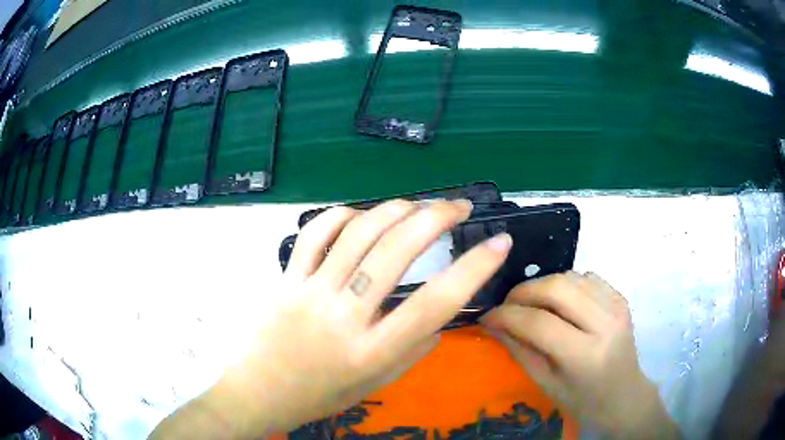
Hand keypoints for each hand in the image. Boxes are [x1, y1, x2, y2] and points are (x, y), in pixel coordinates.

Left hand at [165, 199, 511, 437]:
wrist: (257, 391)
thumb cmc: (318, 395)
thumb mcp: (374, 384)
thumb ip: (412, 351)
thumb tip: (440, 318)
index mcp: (371, 352)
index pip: (435, 305)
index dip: (475, 269)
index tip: (499, 243)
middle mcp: (343, 317)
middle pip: (394, 253)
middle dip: (435, 219)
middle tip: (458, 207)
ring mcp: (309, 292)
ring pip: (356, 233)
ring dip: (395, 209)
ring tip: (418, 206)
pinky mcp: (286, 278)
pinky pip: (315, 233)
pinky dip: (343, 215)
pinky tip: (361, 215)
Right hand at [481, 272, 678, 438]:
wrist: (624, 396)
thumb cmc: (582, 400)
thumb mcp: (546, 384)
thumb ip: (519, 351)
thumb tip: (492, 324)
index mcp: (585, 355)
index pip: (539, 323)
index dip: (506, 316)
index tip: (486, 316)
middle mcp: (605, 323)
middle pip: (556, 288)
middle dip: (523, 292)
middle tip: (506, 305)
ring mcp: (616, 306)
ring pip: (570, 276)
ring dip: (542, 285)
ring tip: (530, 304)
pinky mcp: (620, 298)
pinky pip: (586, 277)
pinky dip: (565, 284)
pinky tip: (559, 303)